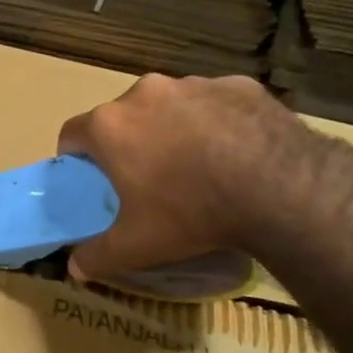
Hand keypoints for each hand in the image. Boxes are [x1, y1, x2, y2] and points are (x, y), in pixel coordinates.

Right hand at [56, 74, 310, 280]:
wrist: (281, 187)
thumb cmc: (191, 212)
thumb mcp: (136, 246)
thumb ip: (97, 257)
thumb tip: (75, 268)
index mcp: (110, 125)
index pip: (72, 133)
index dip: (76, 158)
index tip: (92, 180)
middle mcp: (144, 93)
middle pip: (122, 117)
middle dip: (128, 142)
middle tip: (147, 178)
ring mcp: (193, 84)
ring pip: (169, 106)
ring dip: (172, 129)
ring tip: (197, 167)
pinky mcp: (237, 85)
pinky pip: (214, 103)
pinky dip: (215, 122)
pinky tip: (235, 154)